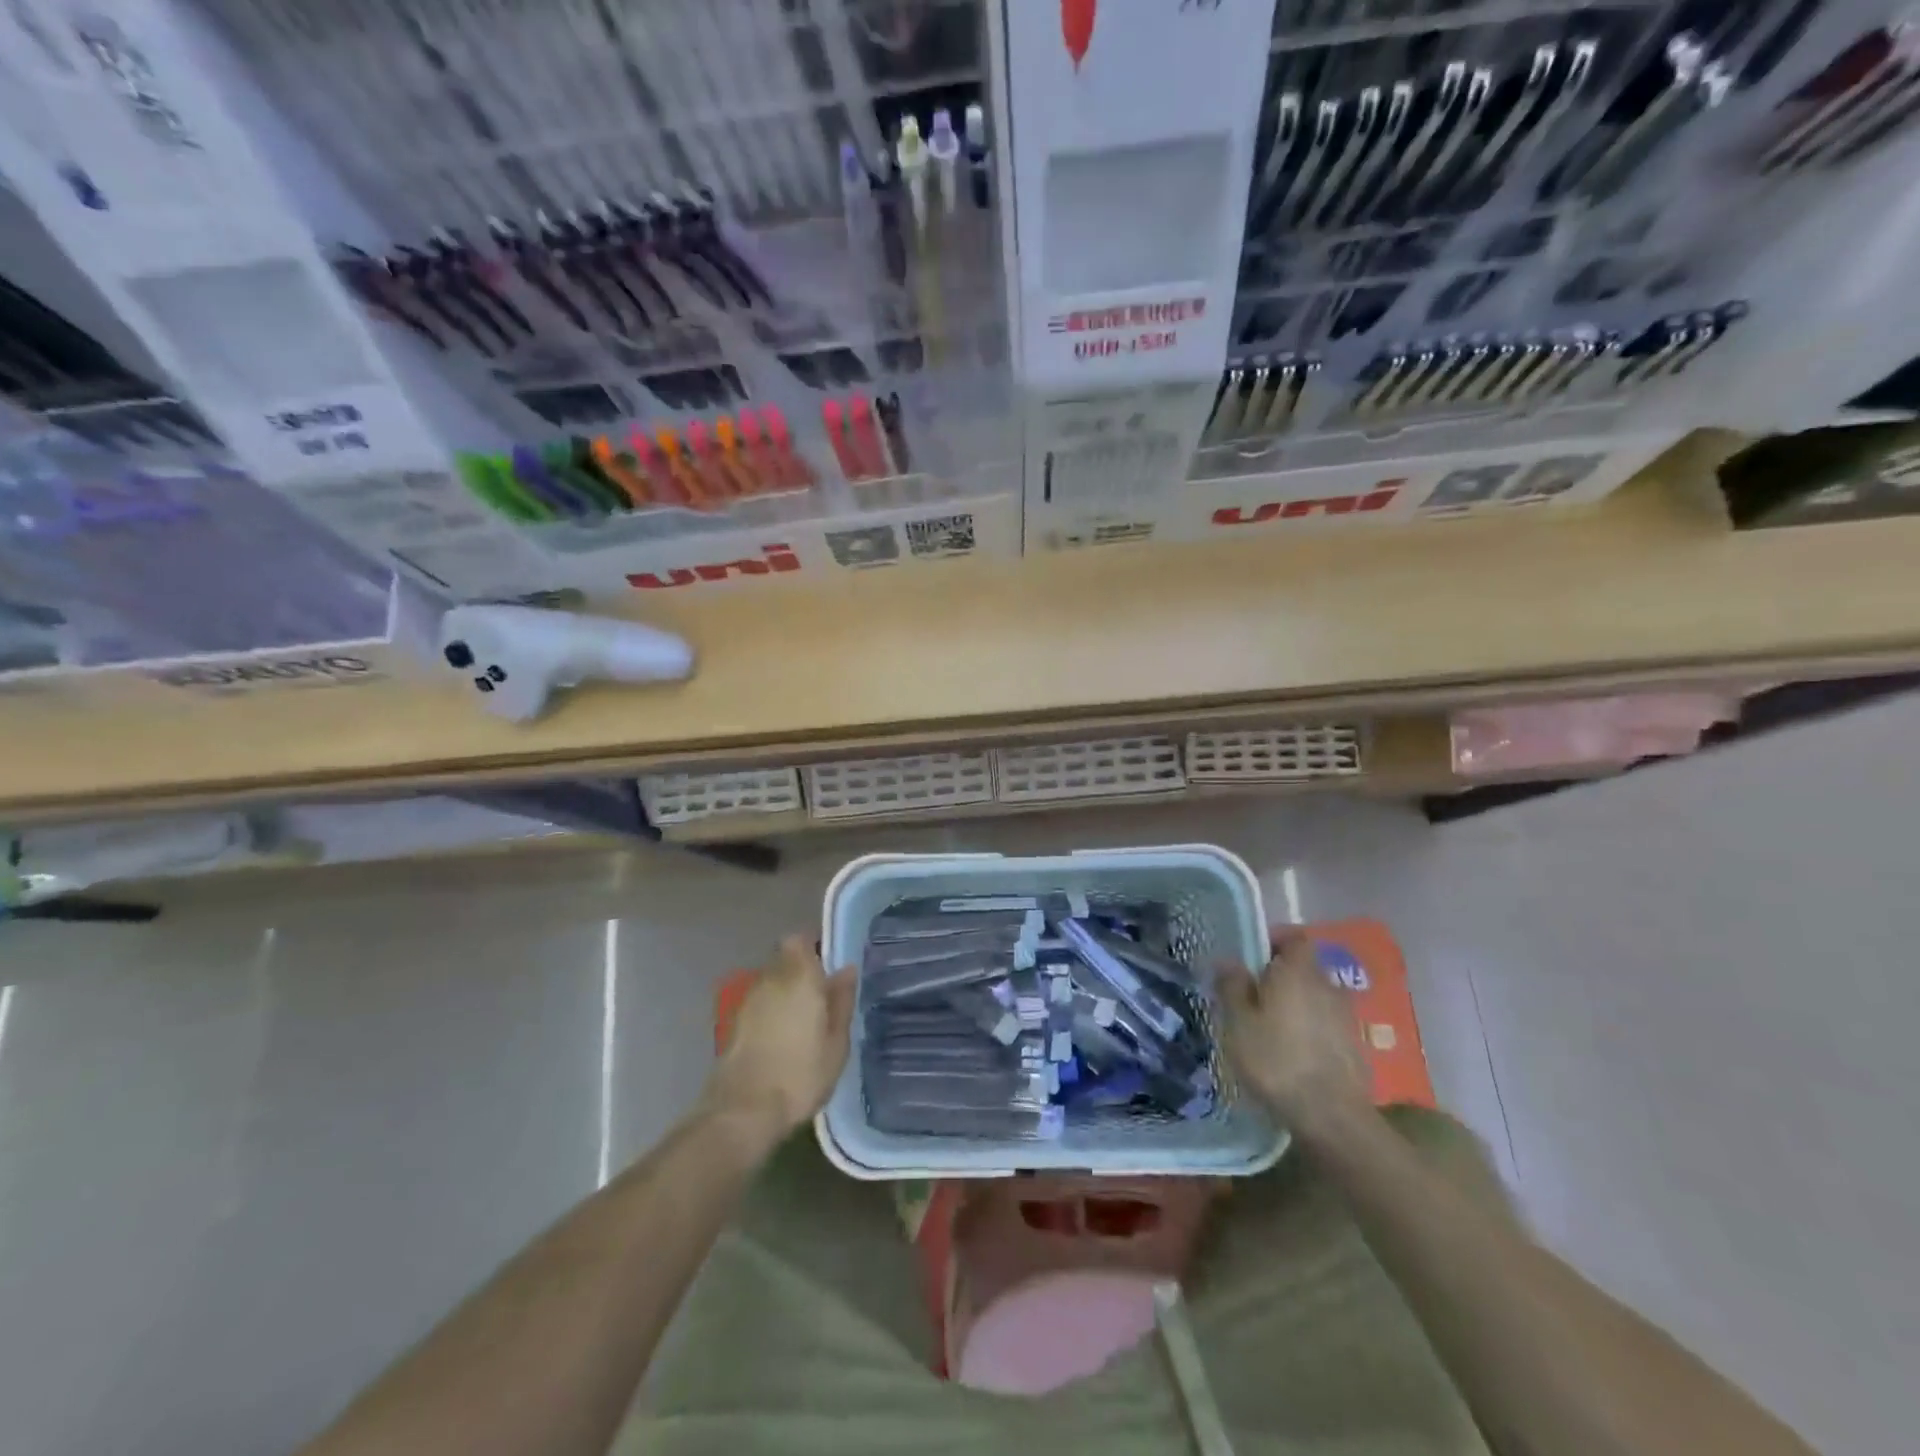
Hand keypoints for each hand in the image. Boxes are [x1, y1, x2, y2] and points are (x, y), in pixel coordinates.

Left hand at [702, 936, 855, 1138]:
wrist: (743, 1111)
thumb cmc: (800, 1074)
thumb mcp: (836, 1042)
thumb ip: (841, 1001)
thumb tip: (847, 970)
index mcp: (798, 976)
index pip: (799, 939)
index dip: (813, 947)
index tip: (829, 966)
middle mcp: (770, 979)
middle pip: (785, 960)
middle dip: (801, 971)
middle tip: (822, 996)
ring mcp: (748, 1001)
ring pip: (771, 981)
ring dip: (785, 992)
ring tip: (805, 1020)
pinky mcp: (734, 1024)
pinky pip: (760, 1004)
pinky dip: (771, 1012)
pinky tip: (784, 1038)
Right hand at [1218, 932, 1371, 1132]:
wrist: (1332, 1117)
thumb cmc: (1276, 1060)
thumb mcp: (1238, 1022)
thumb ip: (1232, 986)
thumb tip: (1228, 961)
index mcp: (1298, 972)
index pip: (1294, 937)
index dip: (1274, 941)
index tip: (1252, 957)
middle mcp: (1327, 985)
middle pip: (1303, 968)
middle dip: (1279, 976)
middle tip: (1251, 997)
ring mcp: (1345, 1016)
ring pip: (1314, 997)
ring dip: (1294, 1004)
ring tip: (1268, 1028)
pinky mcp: (1353, 1046)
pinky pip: (1324, 1023)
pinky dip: (1308, 1029)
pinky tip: (1290, 1053)